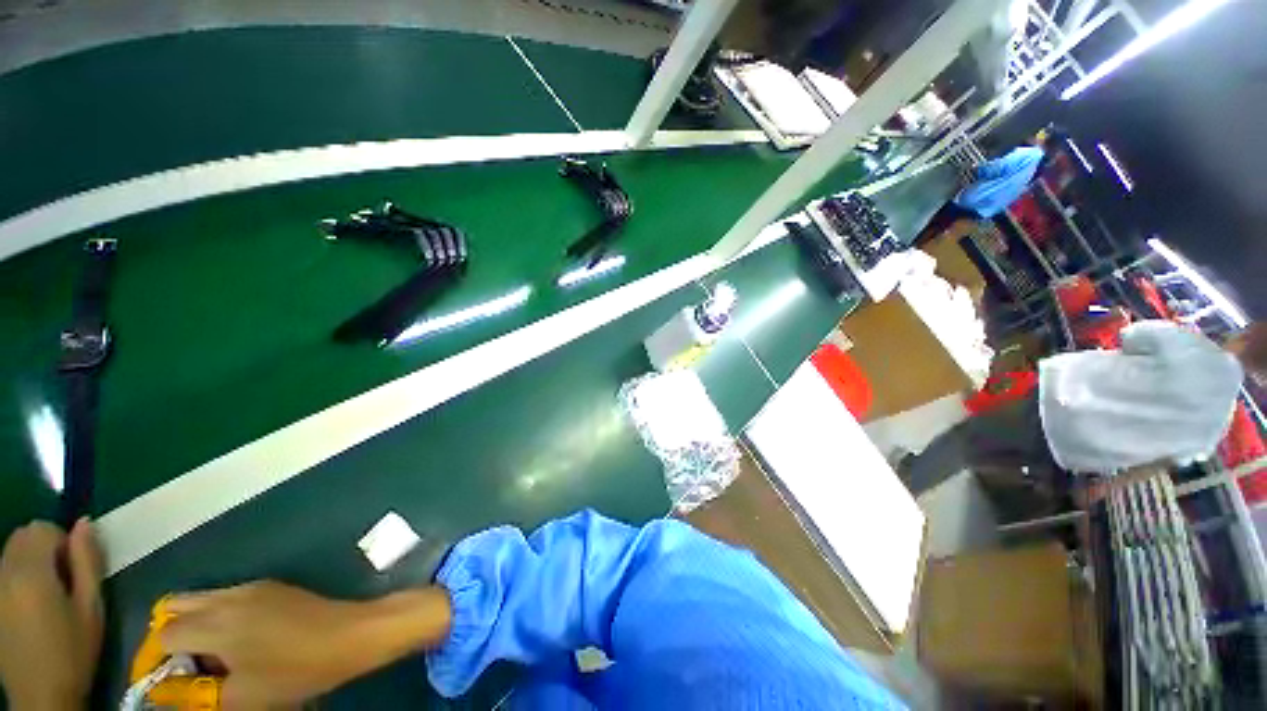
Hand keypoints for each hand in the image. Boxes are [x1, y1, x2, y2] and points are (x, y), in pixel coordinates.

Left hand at [0, 519, 103, 710]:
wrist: (42, 693)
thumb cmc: (73, 650)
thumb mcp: (91, 608)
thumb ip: (88, 561)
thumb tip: (86, 524)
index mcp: (31, 571)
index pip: (43, 528)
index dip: (62, 540)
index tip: (76, 568)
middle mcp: (6, 571)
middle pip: (23, 535)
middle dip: (45, 547)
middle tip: (64, 579)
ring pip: (12, 551)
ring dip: (32, 559)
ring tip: (49, 593)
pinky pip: (6, 569)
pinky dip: (20, 574)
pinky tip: (32, 603)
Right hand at [160, 581, 450, 707]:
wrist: (351, 633)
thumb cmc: (297, 669)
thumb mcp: (242, 695)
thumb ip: (195, 693)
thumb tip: (162, 690)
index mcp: (216, 622)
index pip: (163, 634)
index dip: (152, 660)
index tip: (157, 684)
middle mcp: (229, 596)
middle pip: (175, 606)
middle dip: (167, 636)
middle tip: (179, 669)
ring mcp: (253, 587)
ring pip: (201, 599)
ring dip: (191, 626)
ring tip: (206, 661)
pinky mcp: (272, 587)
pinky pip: (228, 598)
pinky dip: (216, 618)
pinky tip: (234, 644)